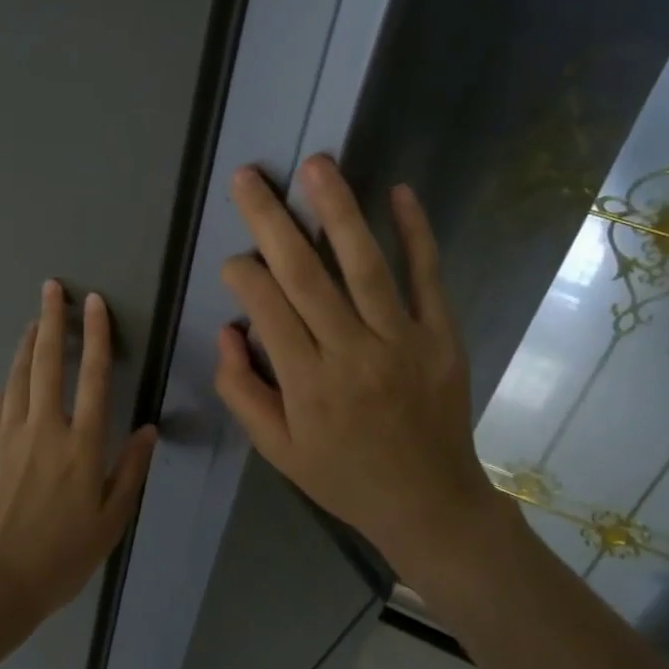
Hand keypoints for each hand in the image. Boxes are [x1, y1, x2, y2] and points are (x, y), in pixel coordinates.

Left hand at [0, 280, 158, 622]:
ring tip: (35, 321)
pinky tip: (13, 376)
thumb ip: (130, 471)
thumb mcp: (111, 521)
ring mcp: (8, 434)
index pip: (93, 376)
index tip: (94, 303)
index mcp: (81, 444)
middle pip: (48, 362)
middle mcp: (44, 428)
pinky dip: (10, 381)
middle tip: (52, 289)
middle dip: (52, 320)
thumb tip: (147, 429)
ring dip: (29, 344)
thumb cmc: (61, 556)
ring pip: (19, 375)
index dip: (96, 336)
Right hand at [213, 155, 510, 583]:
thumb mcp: (278, 450)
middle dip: (271, 221)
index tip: (234, 259)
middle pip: (305, 275)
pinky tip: (400, 193)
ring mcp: (402, 341)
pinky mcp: (441, 337)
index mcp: (307, 384)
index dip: (243, 275)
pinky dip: (417, 234)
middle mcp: (351, 354)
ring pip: (364, 266)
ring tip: (317, 165)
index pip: (266, 309)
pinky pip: (428, 278)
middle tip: (249, 177)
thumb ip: (243, 391)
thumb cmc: (343, 476)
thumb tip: (227, 330)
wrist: (429, 503)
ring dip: (338, 211)